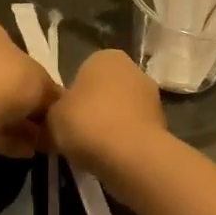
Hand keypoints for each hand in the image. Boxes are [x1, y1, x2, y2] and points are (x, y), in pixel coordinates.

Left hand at [0, 18, 59, 157]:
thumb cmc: (7, 79)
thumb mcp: (43, 82)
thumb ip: (51, 91)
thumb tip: (58, 103)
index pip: (7, 45)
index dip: (30, 71)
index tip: (44, 93)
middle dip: (19, 100)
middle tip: (42, 121)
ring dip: (11, 122)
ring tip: (36, 143)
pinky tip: (21, 151)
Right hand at [47, 50, 165, 178]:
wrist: (131, 155)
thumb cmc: (87, 123)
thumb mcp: (53, 116)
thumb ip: (53, 111)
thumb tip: (56, 117)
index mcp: (106, 57)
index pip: (83, 71)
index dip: (72, 95)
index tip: (65, 116)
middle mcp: (133, 69)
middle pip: (105, 90)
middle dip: (93, 109)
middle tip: (76, 133)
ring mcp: (152, 96)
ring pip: (121, 111)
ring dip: (109, 126)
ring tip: (92, 150)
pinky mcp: (163, 124)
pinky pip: (133, 130)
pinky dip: (123, 141)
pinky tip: (111, 158)